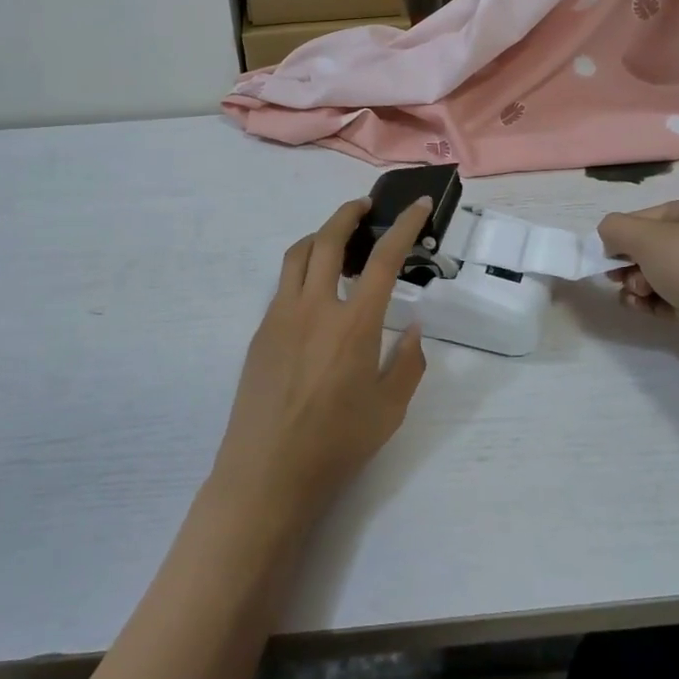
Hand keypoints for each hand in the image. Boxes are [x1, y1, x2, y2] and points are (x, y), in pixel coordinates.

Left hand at [210, 196, 432, 527]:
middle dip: (348, 213)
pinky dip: (302, 270)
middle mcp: (314, 308)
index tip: (418, 206)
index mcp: (353, 324)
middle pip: (328, 240)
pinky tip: (315, 293)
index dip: (404, 227)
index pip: (383, 259)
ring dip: (320, 236)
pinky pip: (283, 285)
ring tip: (338, 240)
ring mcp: (280, 316)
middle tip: (365, 206)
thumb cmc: (336, 444)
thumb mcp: (390, 409)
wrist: (267, 472)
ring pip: (297, 256)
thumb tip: (413, 328)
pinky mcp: (261, 331)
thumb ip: (408, 363)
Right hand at [597, 193, 678, 378]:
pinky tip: (640, 309)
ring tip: (635, 295)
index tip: (604, 252)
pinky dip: (653, 302)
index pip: (656, 214)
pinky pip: (673, 298)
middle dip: (631, 261)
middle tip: (615, 276)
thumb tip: (609, 235)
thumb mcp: (650, 238)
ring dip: (638, 283)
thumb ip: (617, 228)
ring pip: (663, 273)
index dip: (625, 232)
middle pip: (658, 245)